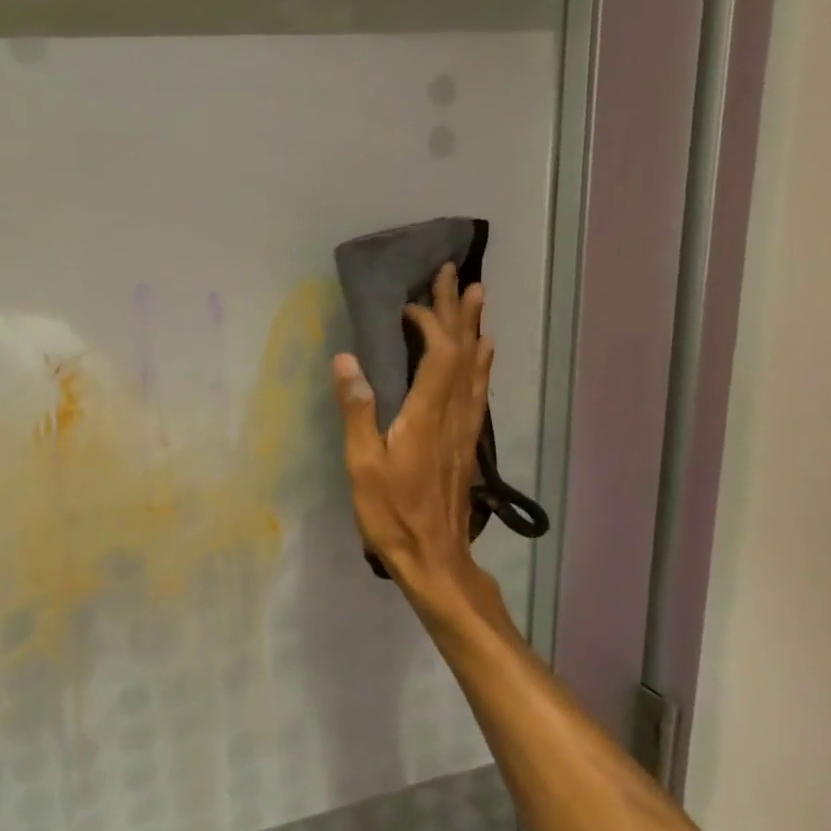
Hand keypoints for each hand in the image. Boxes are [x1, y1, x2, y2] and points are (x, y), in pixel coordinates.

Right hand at [332, 265, 506, 628]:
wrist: (435, 557)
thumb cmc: (391, 512)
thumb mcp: (363, 465)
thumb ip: (357, 410)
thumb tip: (346, 359)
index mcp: (426, 415)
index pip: (439, 354)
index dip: (430, 322)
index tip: (410, 303)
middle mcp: (454, 413)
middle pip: (463, 351)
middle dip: (457, 310)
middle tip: (456, 273)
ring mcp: (464, 427)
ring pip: (477, 366)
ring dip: (475, 328)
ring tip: (477, 297)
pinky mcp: (466, 440)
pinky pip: (480, 388)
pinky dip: (481, 361)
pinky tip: (484, 352)